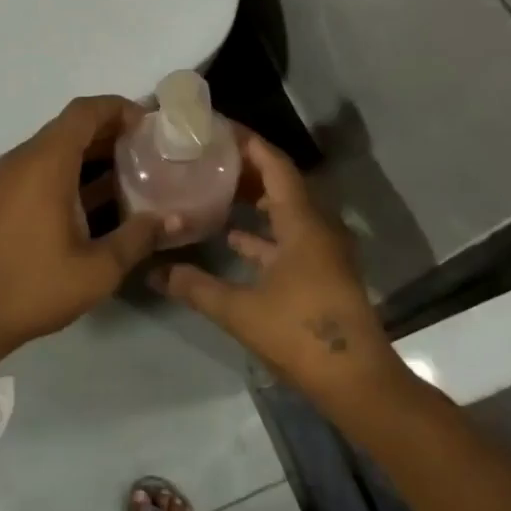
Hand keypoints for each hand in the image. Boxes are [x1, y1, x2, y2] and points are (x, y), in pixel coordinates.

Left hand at [0, 95, 166, 358]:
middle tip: (150, 146)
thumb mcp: (98, 269)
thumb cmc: (33, 286)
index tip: (151, 125)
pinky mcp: (5, 198)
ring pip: (58, 147)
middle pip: (72, 126)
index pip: (85, 112)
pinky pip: (44, 168)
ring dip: (94, 151)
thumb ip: (138, 237)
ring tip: (135, 168)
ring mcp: (11, 178)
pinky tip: (103, 196)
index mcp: (46, 163)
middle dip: (112, 129)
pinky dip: (74, 171)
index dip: (119, 108)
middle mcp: (25, 160)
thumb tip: (173, 218)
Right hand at [152, 131, 401, 402]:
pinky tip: (232, 238)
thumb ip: (195, 287)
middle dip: (245, 167)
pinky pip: (289, 236)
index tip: (216, 128)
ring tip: (214, 187)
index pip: (275, 165)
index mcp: (302, 223)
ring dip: (254, 198)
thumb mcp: (240, 310)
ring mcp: (322, 250)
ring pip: (285, 210)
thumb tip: (154, 272)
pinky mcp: (321, 272)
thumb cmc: (300, 334)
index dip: (248, 143)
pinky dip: (262, 232)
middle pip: (281, 182)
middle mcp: (317, 227)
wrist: (356, 381)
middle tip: (207, 155)